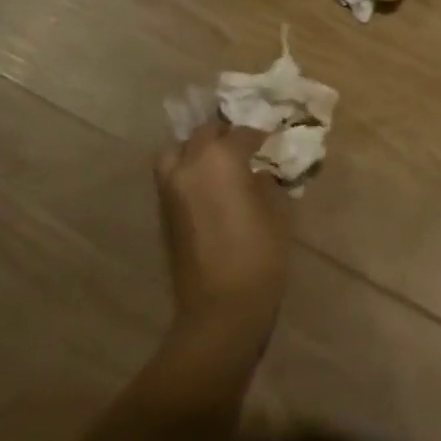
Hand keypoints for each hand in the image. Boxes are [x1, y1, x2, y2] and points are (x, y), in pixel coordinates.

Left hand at [154, 120, 291, 343]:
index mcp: (220, 159)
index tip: (271, 142)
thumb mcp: (277, 211)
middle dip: (224, 136)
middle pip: (203, 134)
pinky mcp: (163, 212)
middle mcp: (189, 165)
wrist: (221, 307)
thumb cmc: (259, 254)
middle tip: (244, 147)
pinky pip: (172, 176)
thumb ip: (265, 183)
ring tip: (219, 164)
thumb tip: (258, 174)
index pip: (240, 133)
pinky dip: (188, 172)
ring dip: (197, 151)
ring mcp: (170, 189)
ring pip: (177, 152)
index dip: (258, 136)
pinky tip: (210, 188)